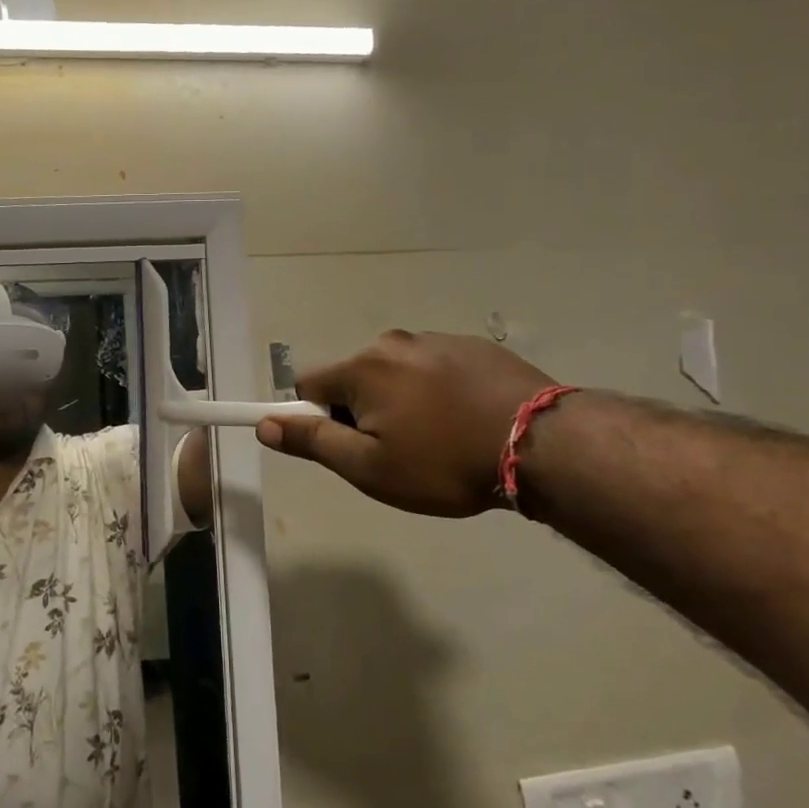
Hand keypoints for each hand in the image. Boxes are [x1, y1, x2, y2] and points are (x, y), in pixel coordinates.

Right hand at [257, 330, 554, 517]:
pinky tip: (467, 421)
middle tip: (398, 451)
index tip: (348, 447)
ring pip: (395, 373)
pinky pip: (434, 368)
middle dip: (362, 411)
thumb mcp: (369, 467)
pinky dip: (437, 391)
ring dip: (401, 400)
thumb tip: (264, 424)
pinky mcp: (474, 346)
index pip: (308, 385)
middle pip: (353, 378)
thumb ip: (313, 443)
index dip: (316, 420)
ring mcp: (436, 340)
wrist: (544, 444)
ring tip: (440, 439)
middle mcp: (392, 343)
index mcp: (361, 369)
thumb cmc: (444, 462)